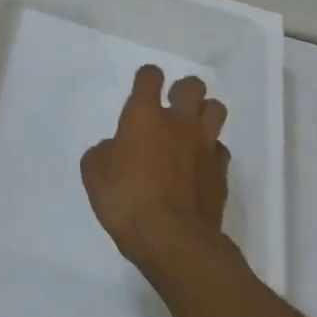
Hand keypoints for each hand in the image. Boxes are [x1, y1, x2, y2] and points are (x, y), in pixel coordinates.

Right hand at [82, 65, 229, 274]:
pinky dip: (211, 153)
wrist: (173, 240)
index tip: (143, 86)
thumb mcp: (94, 173)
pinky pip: (221, 150)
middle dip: (183, 91)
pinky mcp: (222, 173)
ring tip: (192, 130)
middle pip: (193, 86)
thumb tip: (114, 149)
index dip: (147, 78)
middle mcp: (179, 122)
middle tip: (172, 107)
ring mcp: (205, 146)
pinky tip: (200, 166)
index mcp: (144, 115)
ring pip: (216, 110)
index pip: (150, 76)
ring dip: (204, 114)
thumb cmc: (126, 200)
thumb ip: (104, 152)